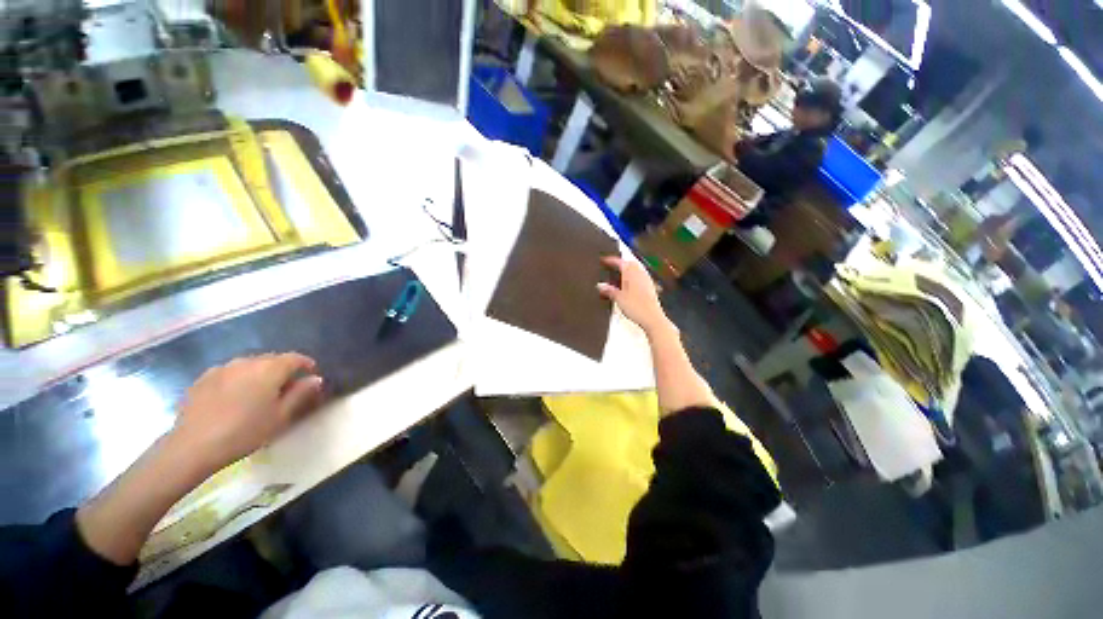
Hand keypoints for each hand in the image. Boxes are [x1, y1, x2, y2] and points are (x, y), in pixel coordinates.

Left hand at [169, 353, 323, 473]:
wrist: (193, 446)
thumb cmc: (245, 432)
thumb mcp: (281, 416)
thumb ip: (301, 394)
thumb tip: (315, 379)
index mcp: (270, 368)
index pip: (295, 358)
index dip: (306, 365)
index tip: (311, 376)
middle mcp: (247, 361)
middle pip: (272, 359)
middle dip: (283, 369)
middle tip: (287, 388)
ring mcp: (222, 368)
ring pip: (250, 365)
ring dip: (260, 374)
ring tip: (260, 392)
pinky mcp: (203, 378)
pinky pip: (229, 373)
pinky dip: (239, 379)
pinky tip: (234, 397)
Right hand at [598, 256, 669, 334]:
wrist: (652, 318)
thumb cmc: (635, 307)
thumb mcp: (618, 298)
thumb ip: (609, 290)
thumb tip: (600, 285)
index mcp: (631, 273)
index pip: (620, 262)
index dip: (611, 260)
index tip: (604, 260)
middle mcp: (640, 273)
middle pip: (630, 263)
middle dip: (621, 262)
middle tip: (612, 265)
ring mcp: (647, 279)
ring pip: (636, 268)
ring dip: (628, 268)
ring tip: (619, 272)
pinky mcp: (650, 287)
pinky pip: (641, 275)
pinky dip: (634, 275)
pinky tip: (629, 283)